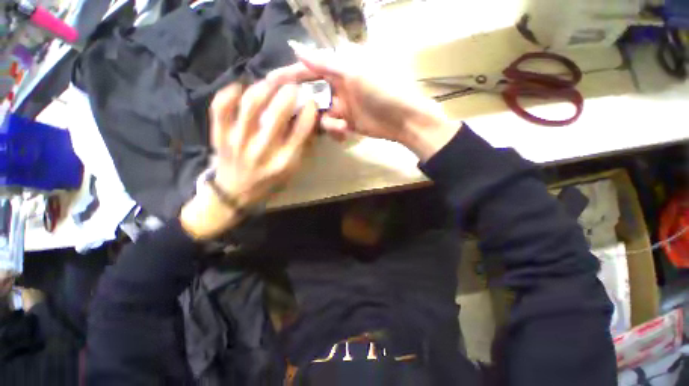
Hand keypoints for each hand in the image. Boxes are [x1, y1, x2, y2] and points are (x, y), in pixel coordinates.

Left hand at [180, 81, 317, 239]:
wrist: (235, 193)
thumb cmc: (269, 182)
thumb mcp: (292, 171)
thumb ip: (302, 148)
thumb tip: (309, 122)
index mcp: (284, 162)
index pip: (300, 131)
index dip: (308, 112)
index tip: (311, 102)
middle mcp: (262, 150)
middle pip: (276, 115)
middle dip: (288, 94)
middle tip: (293, 86)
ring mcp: (238, 141)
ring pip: (250, 105)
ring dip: (263, 88)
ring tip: (271, 83)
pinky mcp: (220, 136)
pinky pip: (221, 108)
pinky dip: (230, 93)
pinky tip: (241, 87)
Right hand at [267, 42, 459, 161]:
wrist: (402, 118)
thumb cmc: (382, 90)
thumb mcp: (353, 73)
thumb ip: (325, 63)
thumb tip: (296, 48)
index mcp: (338, 71)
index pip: (308, 71)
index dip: (290, 76)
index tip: (271, 83)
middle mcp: (337, 89)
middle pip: (311, 96)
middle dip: (305, 106)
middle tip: (295, 116)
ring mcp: (342, 108)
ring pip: (320, 116)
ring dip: (326, 123)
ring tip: (340, 126)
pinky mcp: (346, 124)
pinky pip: (332, 127)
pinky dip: (335, 131)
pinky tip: (345, 133)